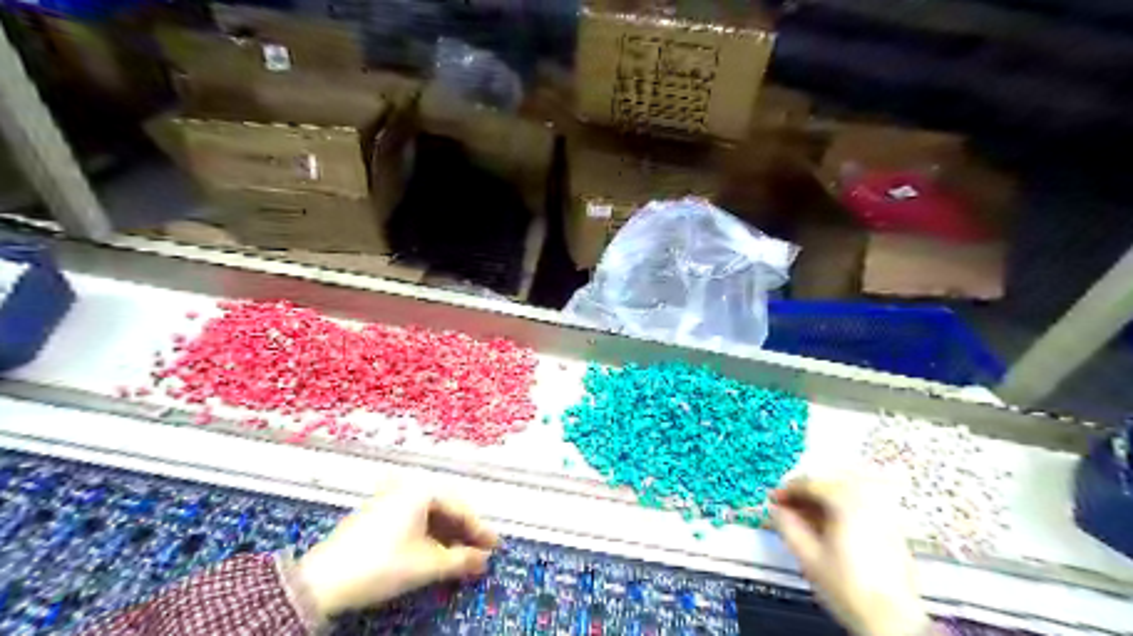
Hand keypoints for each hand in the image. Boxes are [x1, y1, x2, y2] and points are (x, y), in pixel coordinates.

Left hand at [293, 485, 496, 618]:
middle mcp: (407, 488)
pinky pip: (413, 520)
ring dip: (446, 535)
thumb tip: (484, 560)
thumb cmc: (382, 564)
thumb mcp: (427, 565)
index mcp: (421, 490)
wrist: (322, 580)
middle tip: (480, 551)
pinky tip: (434, 552)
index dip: (479, 529)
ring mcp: (389, 500)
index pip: (459, 508)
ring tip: (460, 556)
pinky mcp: (376, 515)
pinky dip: (428, 535)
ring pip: (428, 515)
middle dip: (464, 532)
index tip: (494, 547)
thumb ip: (461, 560)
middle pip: (445, 508)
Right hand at [771, 473, 928, 635]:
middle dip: (804, 494)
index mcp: (846, 502)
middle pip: (828, 484)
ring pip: (844, 493)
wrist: (893, 621)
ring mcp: (883, 512)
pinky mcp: (891, 527)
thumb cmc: (848, 588)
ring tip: (805, 518)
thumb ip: (787, 527)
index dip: (787, 490)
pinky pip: (859, 505)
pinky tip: (828, 527)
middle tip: (786, 508)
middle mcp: (867, 499)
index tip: (773, 500)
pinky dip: (839, 509)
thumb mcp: (808, 557)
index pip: (810, 483)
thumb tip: (775, 509)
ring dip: (821, 501)